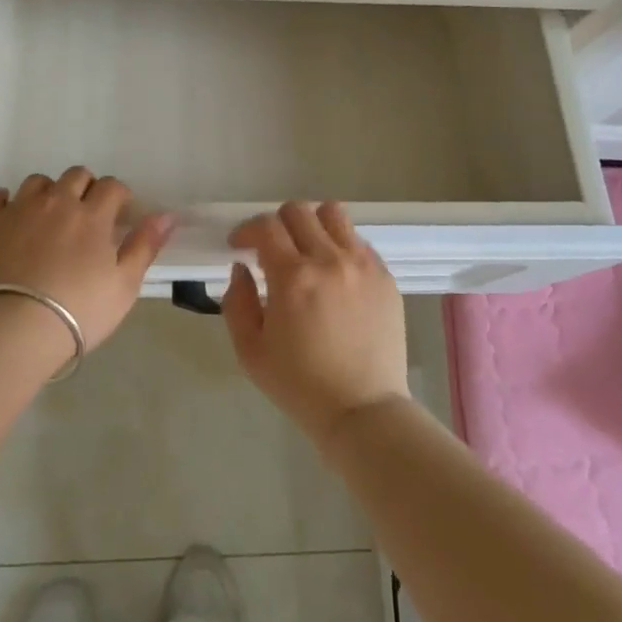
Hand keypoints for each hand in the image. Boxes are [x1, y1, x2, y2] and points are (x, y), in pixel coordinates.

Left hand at [0, 168, 174, 353]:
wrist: (15, 329)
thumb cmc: (79, 311)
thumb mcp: (124, 285)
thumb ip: (145, 246)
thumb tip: (167, 214)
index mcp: (92, 215)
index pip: (112, 186)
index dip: (119, 195)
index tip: (119, 214)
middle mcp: (57, 202)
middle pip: (76, 175)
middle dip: (86, 188)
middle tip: (86, 216)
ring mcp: (19, 210)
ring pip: (37, 182)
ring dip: (48, 192)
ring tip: (49, 217)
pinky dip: (4, 201)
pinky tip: (9, 217)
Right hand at [221, 201, 410, 448]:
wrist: (363, 411)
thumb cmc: (299, 385)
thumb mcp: (250, 351)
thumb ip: (236, 302)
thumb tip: (241, 268)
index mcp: (292, 277)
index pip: (265, 226)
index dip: (246, 230)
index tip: (240, 246)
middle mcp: (329, 260)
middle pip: (298, 211)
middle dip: (276, 224)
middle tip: (271, 249)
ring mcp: (362, 265)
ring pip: (333, 214)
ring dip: (312, 224)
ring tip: (307, 250)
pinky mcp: (385, 276)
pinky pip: (359, 241)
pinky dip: (340, 245)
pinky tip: (335, 273)